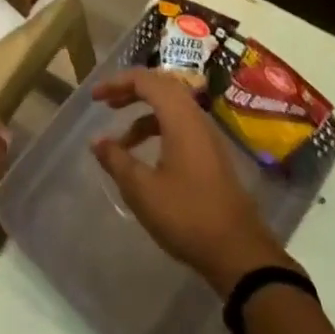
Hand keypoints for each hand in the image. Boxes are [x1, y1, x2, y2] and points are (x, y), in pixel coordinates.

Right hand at [91, 69, 292, 294]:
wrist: (239, 253)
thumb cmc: (187, 215)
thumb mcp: (142, 190)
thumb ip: (116, 160)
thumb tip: (96, 141)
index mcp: (180, 118)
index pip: (146, 81)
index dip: (117, 83)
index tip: (95, 98)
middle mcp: (196, 118)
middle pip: (161, 87)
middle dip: (131, 92)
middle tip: (107, 104)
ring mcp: (208, 136)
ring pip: (172, 108)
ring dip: (144, 115)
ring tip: (121, 141)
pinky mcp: (212, 155)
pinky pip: (181, 126)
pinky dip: (159, 130)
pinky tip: (146, 157)